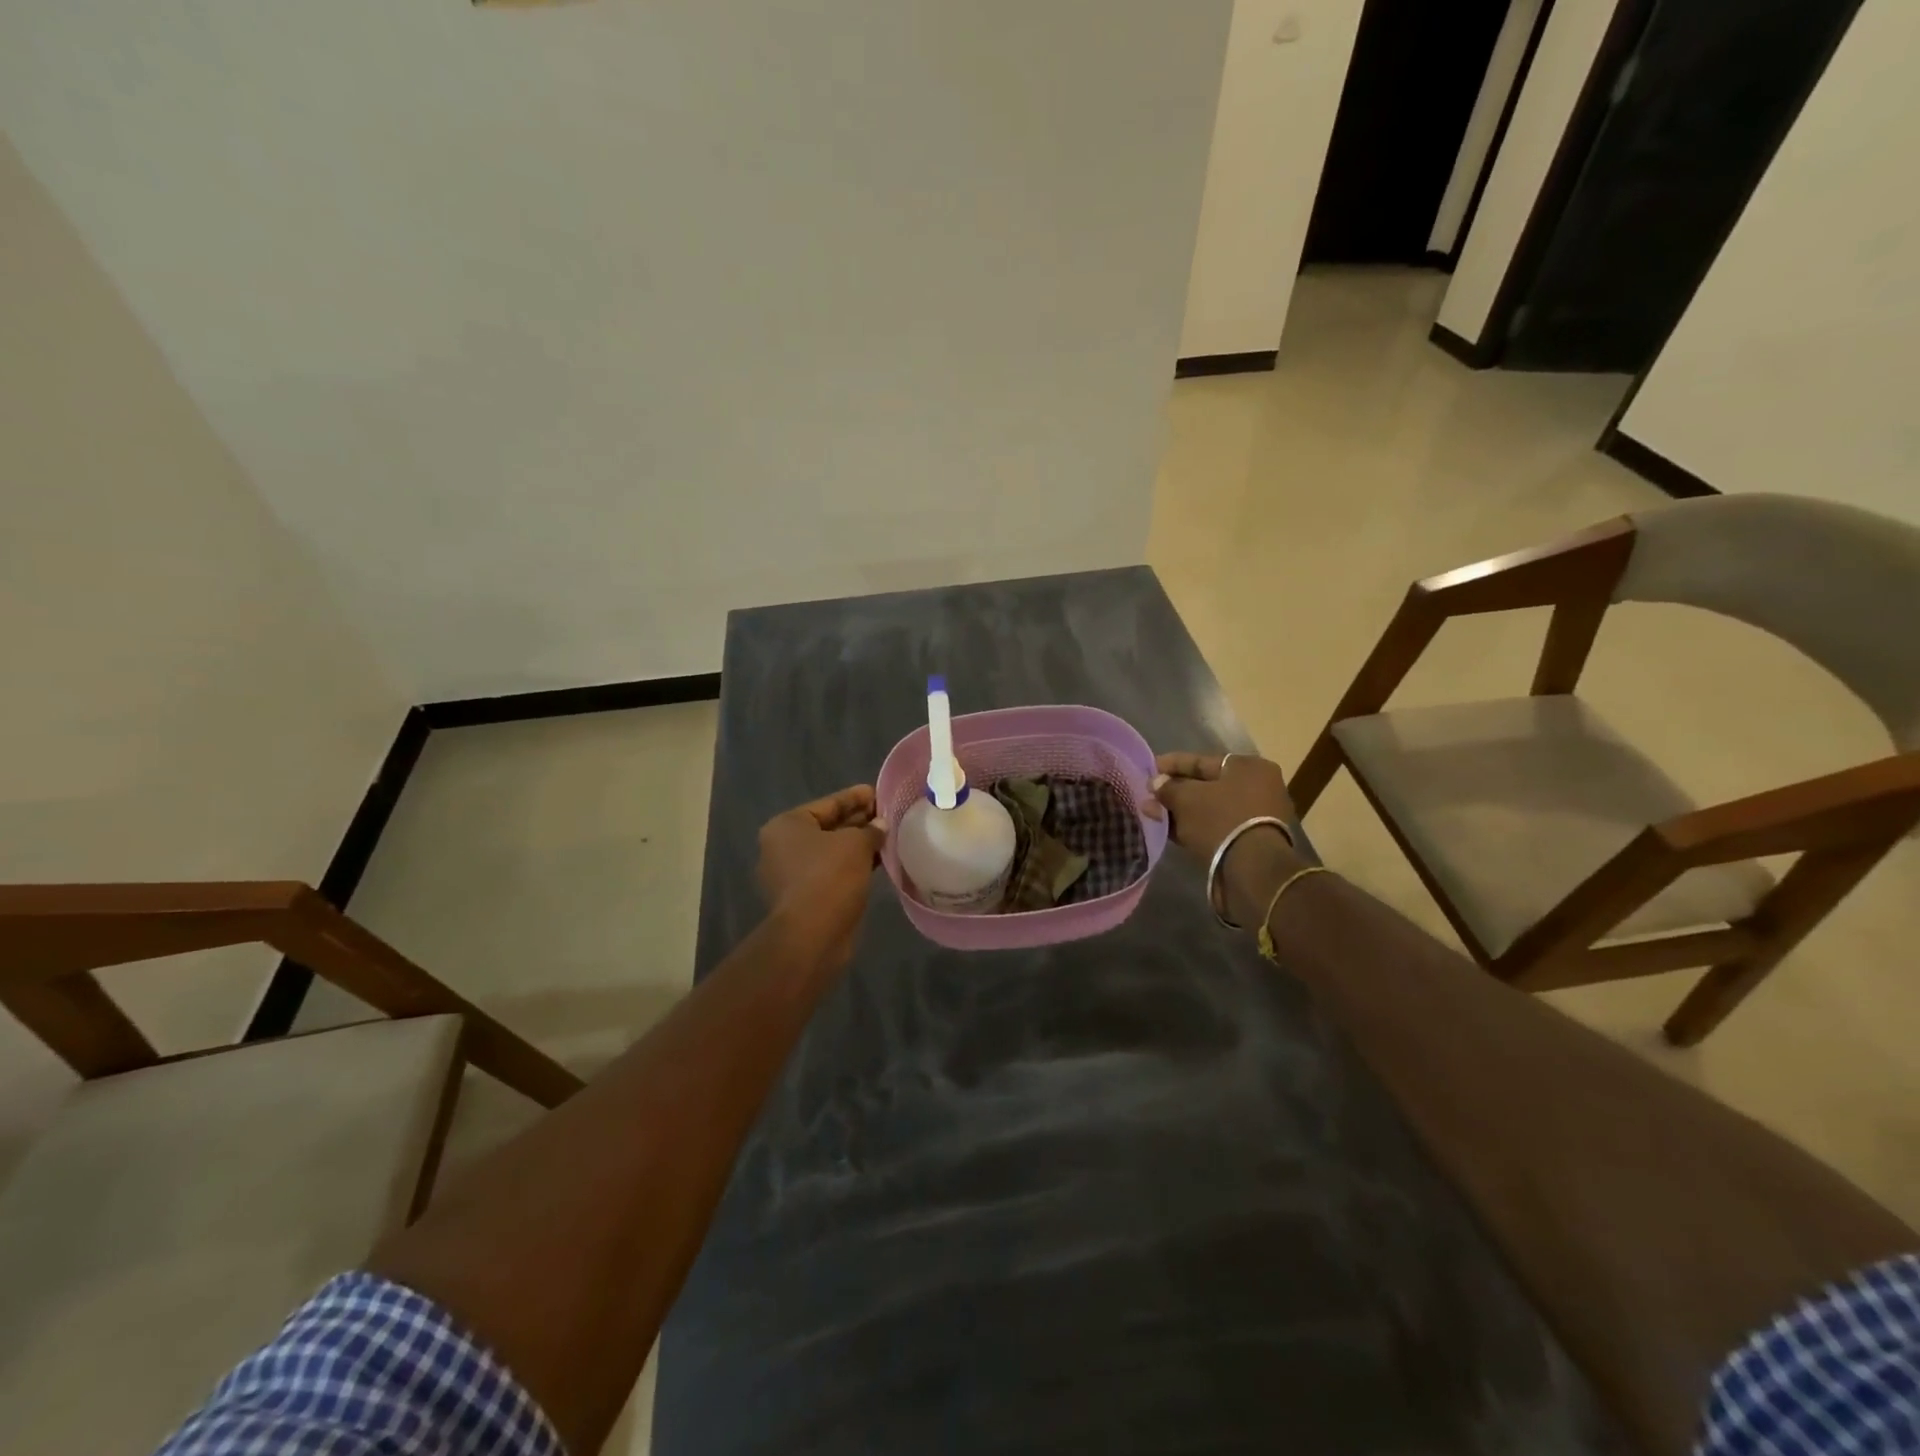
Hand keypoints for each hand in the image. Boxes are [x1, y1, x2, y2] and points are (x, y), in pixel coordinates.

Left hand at [757, 785, 887, 966]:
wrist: (812, 935)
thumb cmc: (829, 876)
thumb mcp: (856, 844)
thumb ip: (871, 830)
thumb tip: (880, 826)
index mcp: (787, 826)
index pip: (828, 803)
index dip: (855, 797)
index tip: (879, 793)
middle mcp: (782, 847)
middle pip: (828, 827)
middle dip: (858, 822)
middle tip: (888, 815)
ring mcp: (791, 875)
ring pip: (831, 853)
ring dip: (858, 846)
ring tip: (888, 838)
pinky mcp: (804, 898)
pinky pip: (832, 873)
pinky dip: (852, 867)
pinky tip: (878, 863)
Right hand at [1152, 753, 1305, 927]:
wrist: (1251, 869)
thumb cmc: (1220, 820)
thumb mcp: (1186, 798)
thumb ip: (1168, 788)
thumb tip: (1156, 783)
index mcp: (1248, 767)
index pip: (1202, 761)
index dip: (1172, 764)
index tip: (1149, 769)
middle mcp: (1257, 787)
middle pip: (1206, 785)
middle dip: (1174, 790)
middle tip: (1148, 794)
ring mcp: (1254, 816)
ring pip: (1208, 808)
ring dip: (1180, 810)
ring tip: (1151, 813)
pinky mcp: (1247, 841)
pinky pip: (1213, 826)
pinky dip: (1192, 826)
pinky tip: (1167, 829)